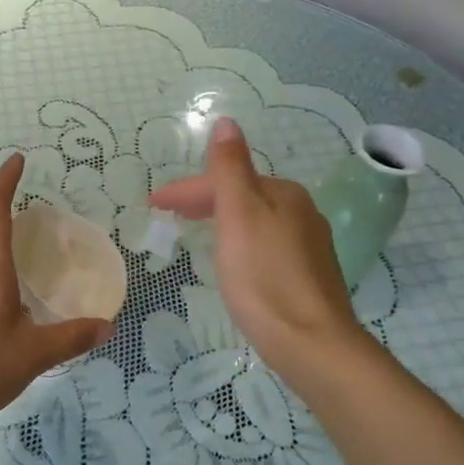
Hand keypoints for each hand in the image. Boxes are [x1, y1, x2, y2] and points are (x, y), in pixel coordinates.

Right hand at [150, 118, 366, 385]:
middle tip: (167, 214)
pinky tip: (232, 259)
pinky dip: (239, 240)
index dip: (186, 188)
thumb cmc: (264, 278)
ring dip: (221, 218)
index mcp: (283, 193)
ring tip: (194, 230)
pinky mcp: (307, 274)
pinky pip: (265, 242)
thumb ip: (230, 169)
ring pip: (254, 219)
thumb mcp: (239, 216)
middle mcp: (301, 211)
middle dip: (203, 200)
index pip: (225, 179)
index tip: (153, 204)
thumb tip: (226, 122)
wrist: (311, 342)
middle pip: (242, 196)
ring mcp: (308, 244)